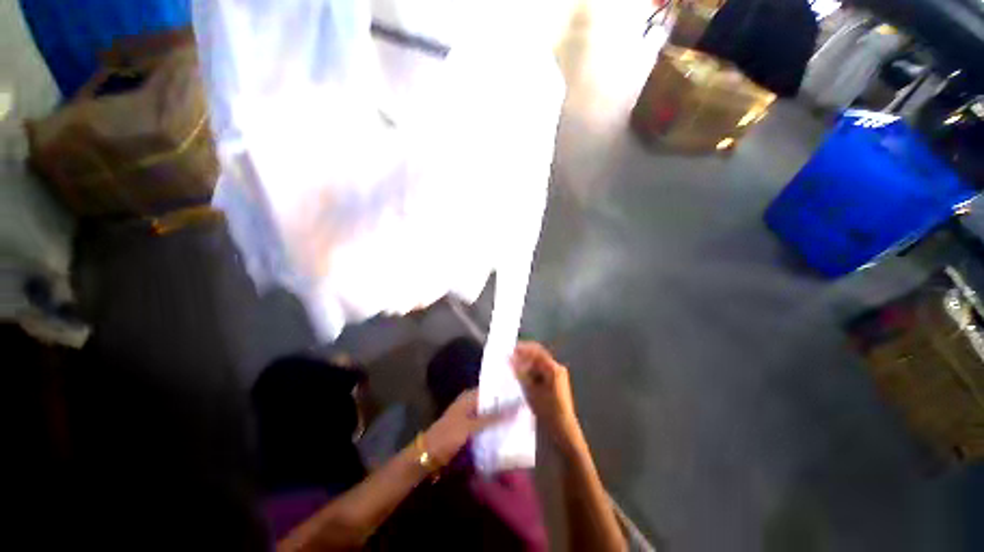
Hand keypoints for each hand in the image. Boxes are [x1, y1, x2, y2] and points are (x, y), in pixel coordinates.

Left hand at [423, 389, 514, 465]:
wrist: (429, 456)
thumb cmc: (449, 436)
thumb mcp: (472, 426)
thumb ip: (494, 417)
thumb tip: (516, 406)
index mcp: (469, 397)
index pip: (491, 389)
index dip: (506, 390)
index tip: (523, 392)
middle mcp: (471, 404)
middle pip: (492, 402)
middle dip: (506, 406)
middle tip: (526, 408)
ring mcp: (471, 417)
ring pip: (491, 415)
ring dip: (502, 418)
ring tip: (522, 419)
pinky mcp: (470, 430)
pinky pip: (487, 426)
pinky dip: (495, 428)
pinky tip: (508, 433)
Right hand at [512, 341, 582, 451]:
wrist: (563, 430)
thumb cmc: (548, 410)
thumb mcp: (531, 391)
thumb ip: (520, 373)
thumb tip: (509, 359)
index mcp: (553, 368)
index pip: (536, 351)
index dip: (522, 349)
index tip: (510, 350)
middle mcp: (557, 368)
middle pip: (538, 356)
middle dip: (523, 357)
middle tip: (509, 359)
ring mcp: (557, 375)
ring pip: (538, 365)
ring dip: (526, 365)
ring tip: (512, 369)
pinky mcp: (555, 383)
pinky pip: (541, 372)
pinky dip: (531, 373)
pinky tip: (521, 378)